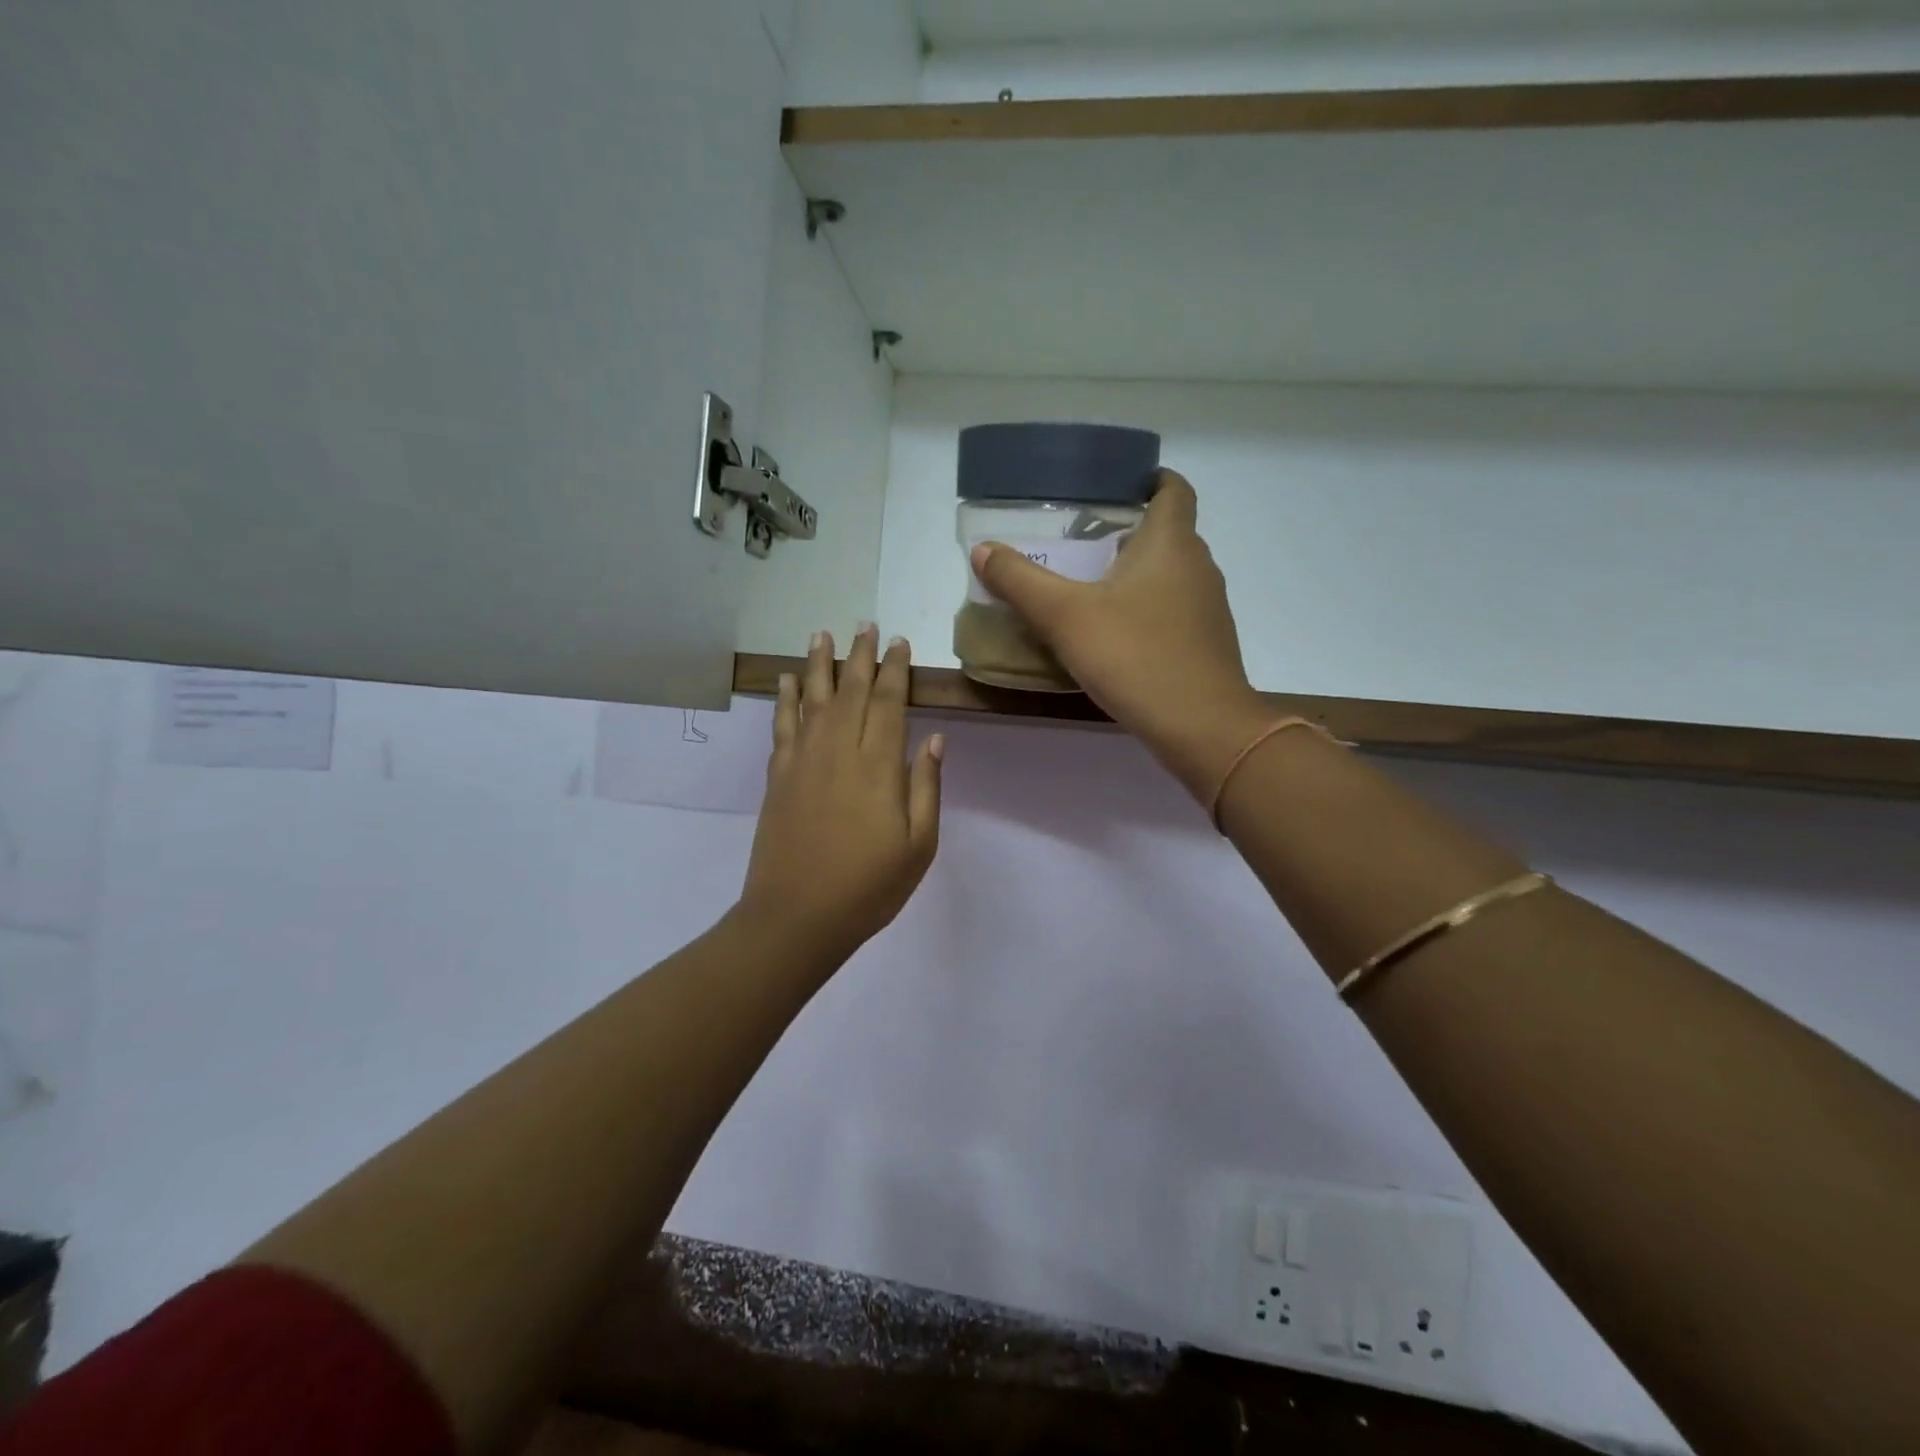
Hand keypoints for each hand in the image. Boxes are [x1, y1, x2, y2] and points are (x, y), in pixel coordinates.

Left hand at [736, 626, 943, 966]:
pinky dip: (785, 699)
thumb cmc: (868, 887)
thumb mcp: (918, 846)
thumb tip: (932, 739)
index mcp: (878, 767)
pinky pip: (782, 726)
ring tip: (822, 634)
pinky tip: (787, 681)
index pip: (888, 703)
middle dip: (859, 656)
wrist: (797, 916)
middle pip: (850, 691)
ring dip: (819, 664)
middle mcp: (839, 752)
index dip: (894, 670)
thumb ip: (926, 788)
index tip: (898, 643)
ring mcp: (803, 762)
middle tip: (865, 625)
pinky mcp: (778, 777)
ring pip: (813, 699)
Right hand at [971, 471, 1269, 800]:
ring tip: (1090, 589)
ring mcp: (1208, 608)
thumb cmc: (1135, 656)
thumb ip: (1020, 581)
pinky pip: (1175, 612)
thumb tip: (983, 549)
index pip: (1173, 489)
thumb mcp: (1065, 616)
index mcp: (1170, 542)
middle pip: (1167, 533)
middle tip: (1081, 543)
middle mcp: (1198, 566)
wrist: (1201, 726)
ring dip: (1136, 574)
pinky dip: (1147, 611)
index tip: (1115, 488)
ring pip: (1171, 575)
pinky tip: (1116, 636)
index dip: (1149, 480)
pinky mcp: (1207, 644)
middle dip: (1128, 531)